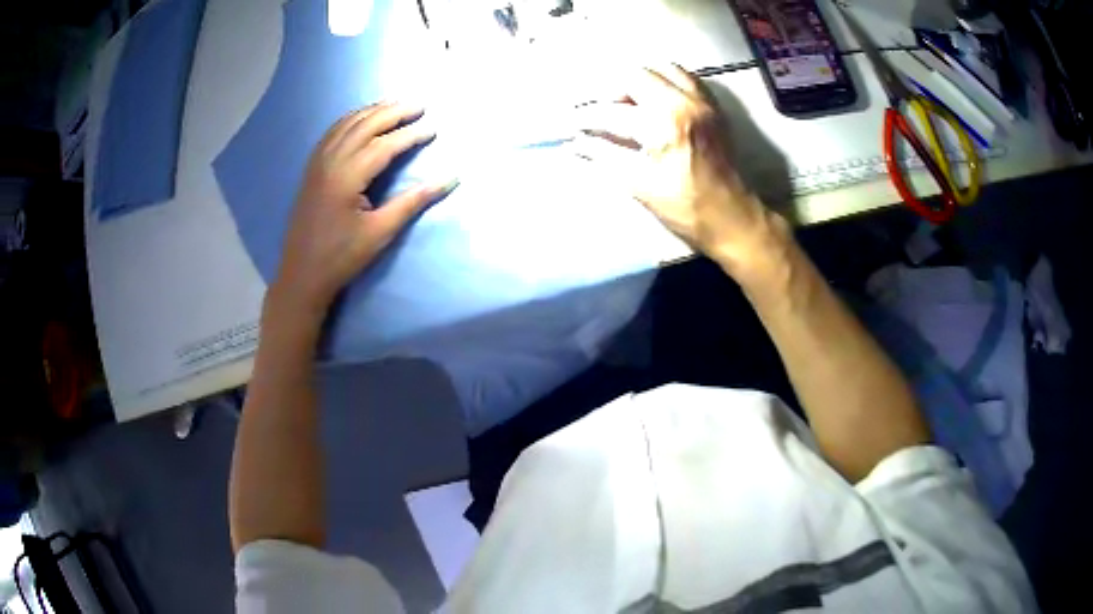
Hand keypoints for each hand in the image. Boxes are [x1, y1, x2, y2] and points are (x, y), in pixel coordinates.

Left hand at [272, 103, 454, 315]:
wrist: (302, 275)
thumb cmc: (342, 257)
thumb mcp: (381, 232)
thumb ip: (414, 202)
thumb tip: (450, 179)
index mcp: (347, 176)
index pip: (384, 145)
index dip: (411, 135)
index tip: (434, 129)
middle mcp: (330, 161)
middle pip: (365, 125)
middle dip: (393, 112)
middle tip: (420, 105)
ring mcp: (317, 163)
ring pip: (347, 124)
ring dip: (372, 110)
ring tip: (396, 103)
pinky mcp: (312, 169)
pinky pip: (332, 133)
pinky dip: (350, 119)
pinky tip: (361, 117)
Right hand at [579, 66, 777, 272]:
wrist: (733, 216)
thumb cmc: (685, 208)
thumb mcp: (639, 186)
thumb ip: (604, 157)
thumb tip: (575, 143)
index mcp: (663, 126)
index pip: (612, 112)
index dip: (586, 118)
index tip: (570, 123)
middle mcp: (683, 103)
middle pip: (635, 75)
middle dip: (612, 92)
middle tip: (604, 113)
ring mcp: (701, 101)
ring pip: (662, 68)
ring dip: (640, 81)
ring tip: (631, 104)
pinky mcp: (713, 106)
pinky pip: (685, 77)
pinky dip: (666, 82)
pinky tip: (657, 102)